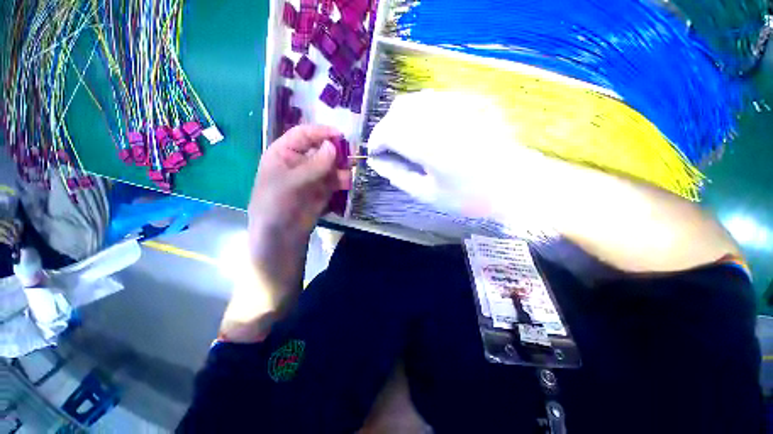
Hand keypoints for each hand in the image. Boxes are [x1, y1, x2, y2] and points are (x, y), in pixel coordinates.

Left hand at [248, 125, 351, 247]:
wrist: (281, 235)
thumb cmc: (276, 205)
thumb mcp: (291, 182)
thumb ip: (314, 165)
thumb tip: (333, 146)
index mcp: (284, 153)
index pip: (303, 134)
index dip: (321, 132)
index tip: (340, 135)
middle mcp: (299, 162)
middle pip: (321, 149)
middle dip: (337, 151)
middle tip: (352, 155)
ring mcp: (313, 176)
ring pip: (331, 165)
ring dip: (342, 167)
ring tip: (351, 171)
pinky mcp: (323, 190)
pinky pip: (336, 180)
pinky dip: (343, 180)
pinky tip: (347, 184)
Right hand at [366, 90, 547, 218]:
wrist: (518, 185)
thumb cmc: (471, 197)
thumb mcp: (428, 194)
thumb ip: (398, 176)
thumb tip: (377, 163)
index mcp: (431, 144)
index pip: (389, 131)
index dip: (376, 141)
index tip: (376, 155)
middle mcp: (443, 116)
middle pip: (399, 109)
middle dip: (387, 129)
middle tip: (390, 149)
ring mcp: (460, 103)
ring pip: (416, 99)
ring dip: (402, 119)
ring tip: (406, 140)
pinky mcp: (472, 99)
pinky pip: (435, 98)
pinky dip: (422, 112)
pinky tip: (428, 129)